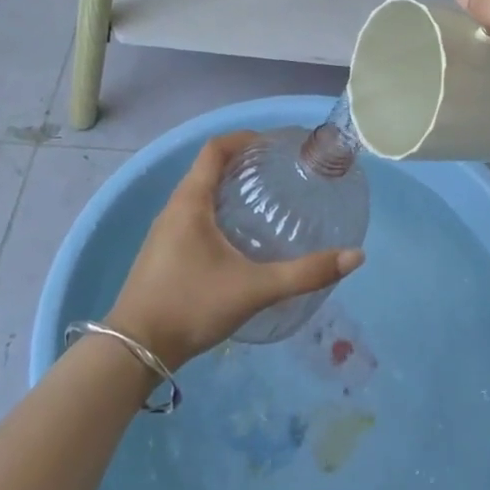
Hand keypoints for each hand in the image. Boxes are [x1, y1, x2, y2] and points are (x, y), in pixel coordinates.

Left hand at [107, 132, 363, 368]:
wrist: (133, 351)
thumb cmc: (191, 306)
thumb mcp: (254, 288)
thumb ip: (304, 274)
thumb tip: (355, 256)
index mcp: (191, 201)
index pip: (215, 149)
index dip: (244, 138)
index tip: (273, 145)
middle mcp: (174, 208)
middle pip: (207, 169)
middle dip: (241, 163)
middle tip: (277, 173)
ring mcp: (164, 232)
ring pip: (198, 194)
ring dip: (228, 188)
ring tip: (263, 202)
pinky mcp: (162, 254)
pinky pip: (192, 216)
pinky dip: (217, 211)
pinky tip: (238, 239)